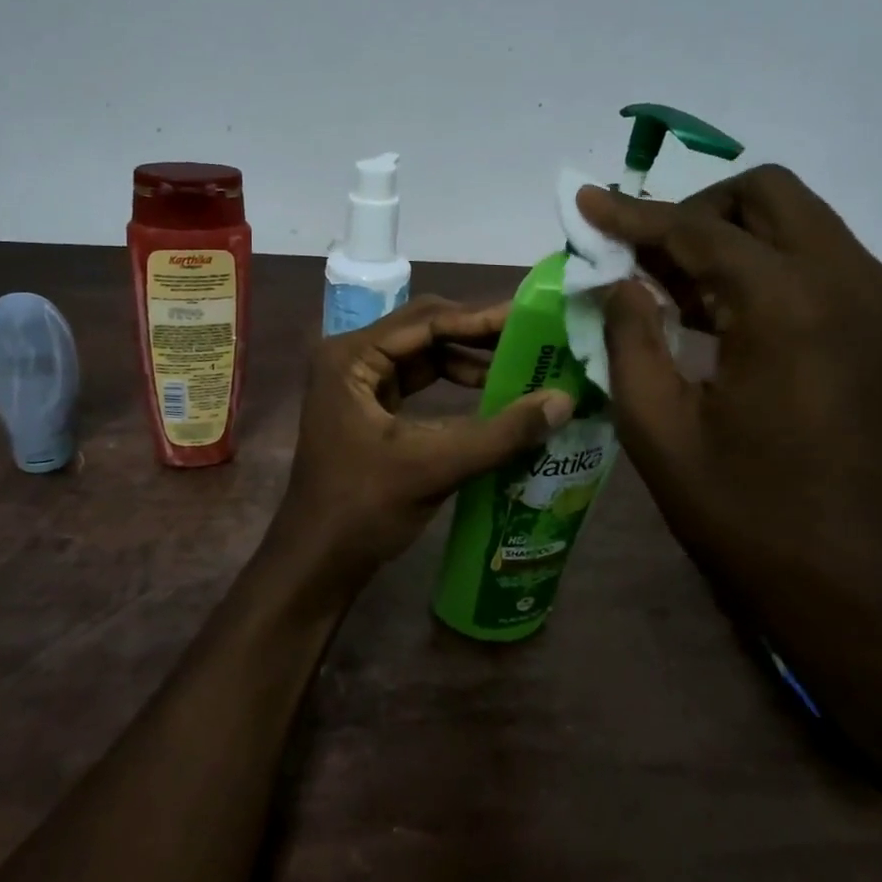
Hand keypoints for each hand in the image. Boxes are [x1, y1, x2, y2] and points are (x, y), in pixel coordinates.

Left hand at [271, 296, 573, 599]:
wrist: (317, 562)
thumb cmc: (363, 509)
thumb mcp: (434, 466)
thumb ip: (501, 433)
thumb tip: (564, 400)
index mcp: (350, 357)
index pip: (426, 320)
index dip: (481, 319)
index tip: (531, 319)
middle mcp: (350, 358)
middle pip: (424, 330)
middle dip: (477, 335)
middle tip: (533, 338)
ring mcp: (357, 382)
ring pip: (423, 355)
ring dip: (468, 360)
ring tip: (521, 366)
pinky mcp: (368, 407)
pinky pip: (417, 381)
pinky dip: (453, 384)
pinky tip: (490, 394)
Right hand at [578, 165, 881, 626]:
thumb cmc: (756, 520)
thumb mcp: (662, 433)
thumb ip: (630, 340)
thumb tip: (619, 281)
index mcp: (788, 304)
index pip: (696, 227)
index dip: (632, 213)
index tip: (586, 201)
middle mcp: (849, 282)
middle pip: (767, 196)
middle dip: (694, 209)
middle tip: (643, 255)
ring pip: (799, 225)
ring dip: (731, 238)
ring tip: (674, 291)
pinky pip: (821, 265)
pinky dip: (766, 268)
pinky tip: (724, 320)